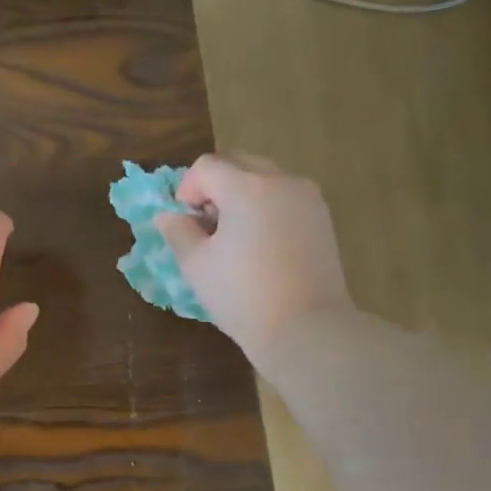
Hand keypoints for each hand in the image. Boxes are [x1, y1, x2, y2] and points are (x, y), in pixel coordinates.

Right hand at [154, 154, 352, 363]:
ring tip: (235, 237)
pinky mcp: (322, 217)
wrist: (305, 328)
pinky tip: (261, 245)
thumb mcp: (196, 266)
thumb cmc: (242, 297)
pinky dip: (266, 207)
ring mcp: (307, 197)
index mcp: (247, 187)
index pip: (206, 166)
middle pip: (237, 162)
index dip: (186, 190)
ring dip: (241, 194)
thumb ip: (178, 232)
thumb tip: (168, 215)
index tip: (185, 224)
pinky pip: (285, 196)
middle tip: (207, 226)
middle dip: (215, 186)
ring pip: (264, 177)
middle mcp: (281, 180)